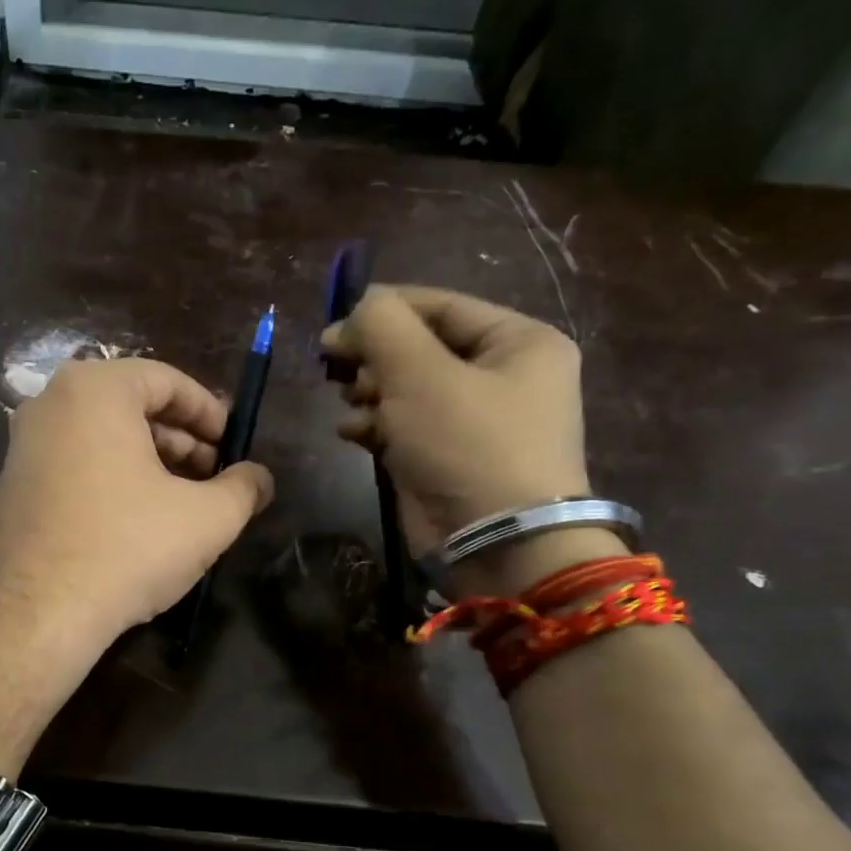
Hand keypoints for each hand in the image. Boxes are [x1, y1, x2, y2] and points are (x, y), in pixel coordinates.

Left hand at [0, 357, 274, 671]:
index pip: (166, 381)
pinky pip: (74, 466)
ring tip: (182, 503)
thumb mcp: (207, 519)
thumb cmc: (127, 549)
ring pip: (102, 439)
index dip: (210, 413)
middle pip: (131, 407)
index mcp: (94, 390)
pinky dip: (111, 480)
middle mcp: (49, 404)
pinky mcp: (12, 487)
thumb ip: (244, 488)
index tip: (233, 447)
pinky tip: (136, 522)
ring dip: (149, 463)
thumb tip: (260, 478)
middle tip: (213, 477)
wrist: (37, 615)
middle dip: (181, 440)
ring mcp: (23, 446)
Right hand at [321, 285, 605, 593]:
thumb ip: (382, 327)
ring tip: (349, 402)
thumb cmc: (467, 445)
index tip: (332, 325)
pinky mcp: (447, 460)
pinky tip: (350, 432)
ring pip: (407, 389)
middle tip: (335, 369)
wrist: (496, 545)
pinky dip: (375, 426)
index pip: (441, 306)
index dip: (383, 309)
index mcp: (518, 342)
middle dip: (375, 357)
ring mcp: (474, 423)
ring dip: (370, 392)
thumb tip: (355, 311)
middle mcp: (502, 377)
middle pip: (421, 348)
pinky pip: (404, 428)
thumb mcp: (421, 373)